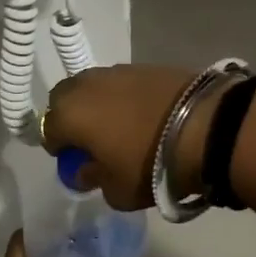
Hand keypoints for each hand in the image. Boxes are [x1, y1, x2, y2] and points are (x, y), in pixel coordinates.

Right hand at [42, 64, 211, 210]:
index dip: (61, 150)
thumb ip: (94, 179)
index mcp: (69, 114)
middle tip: (91, 140)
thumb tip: (86, 169)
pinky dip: (124, 97)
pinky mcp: (146, 65)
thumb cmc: (150, 164)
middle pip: (64, 99)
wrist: (207, 127)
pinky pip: (122, 83)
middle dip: (71, 118)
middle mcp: (86, 85)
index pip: (48, 132)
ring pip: (93, 87)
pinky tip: (143, 115)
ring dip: (98, 104)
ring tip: (120, 126)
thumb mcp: (117, 191)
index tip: (78, 163)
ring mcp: (117, 70)